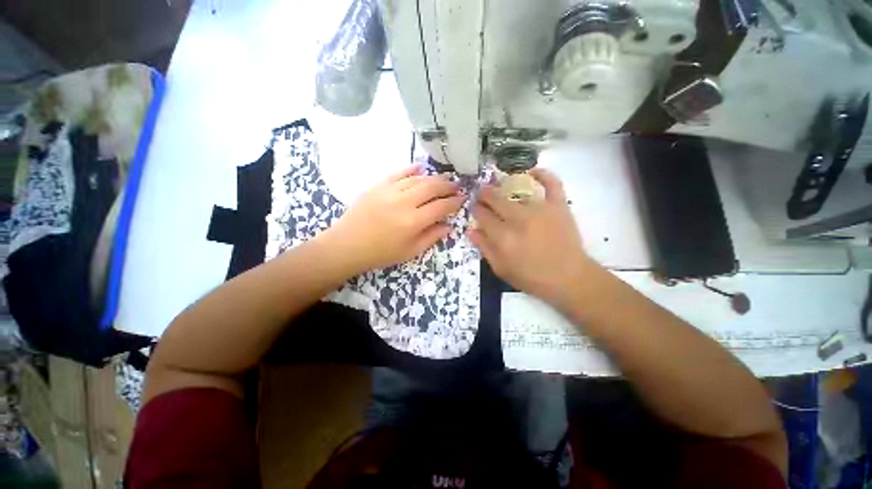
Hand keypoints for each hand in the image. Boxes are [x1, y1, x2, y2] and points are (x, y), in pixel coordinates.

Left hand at [321, 164, 464, 273]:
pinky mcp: (377, 185)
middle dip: (448, 185)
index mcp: (413, 222)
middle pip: (432, 187)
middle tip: (456, 185)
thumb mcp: (410, 252)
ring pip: (417, 179)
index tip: (463, 199)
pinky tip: (421, 168)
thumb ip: (432, 237)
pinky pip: (398, 173)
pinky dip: (411, 169)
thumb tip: (449, 225)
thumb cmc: (381, 253)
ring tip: (443, 179)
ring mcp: (389, 191)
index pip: (441, 206)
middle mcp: (404, 202)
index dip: (455, 202)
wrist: (347, 245)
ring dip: (433, 177)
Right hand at [468, 169, 595, 306]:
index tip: (474, 207)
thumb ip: (484, 248)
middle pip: (496, 200)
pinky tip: (533, 171)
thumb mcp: (501, 269)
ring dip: (505, 190)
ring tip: (500, 190)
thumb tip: (470, 230)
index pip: (483, 216)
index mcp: (503, 237)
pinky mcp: (558, 206)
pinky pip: (552, 184)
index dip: (476, 209)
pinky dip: (543, 175)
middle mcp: (518, 219)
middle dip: (485, 195)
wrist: (568, 279)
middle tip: (482, 194)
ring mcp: (540, 210)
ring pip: (517, 193)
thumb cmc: (531, 277)